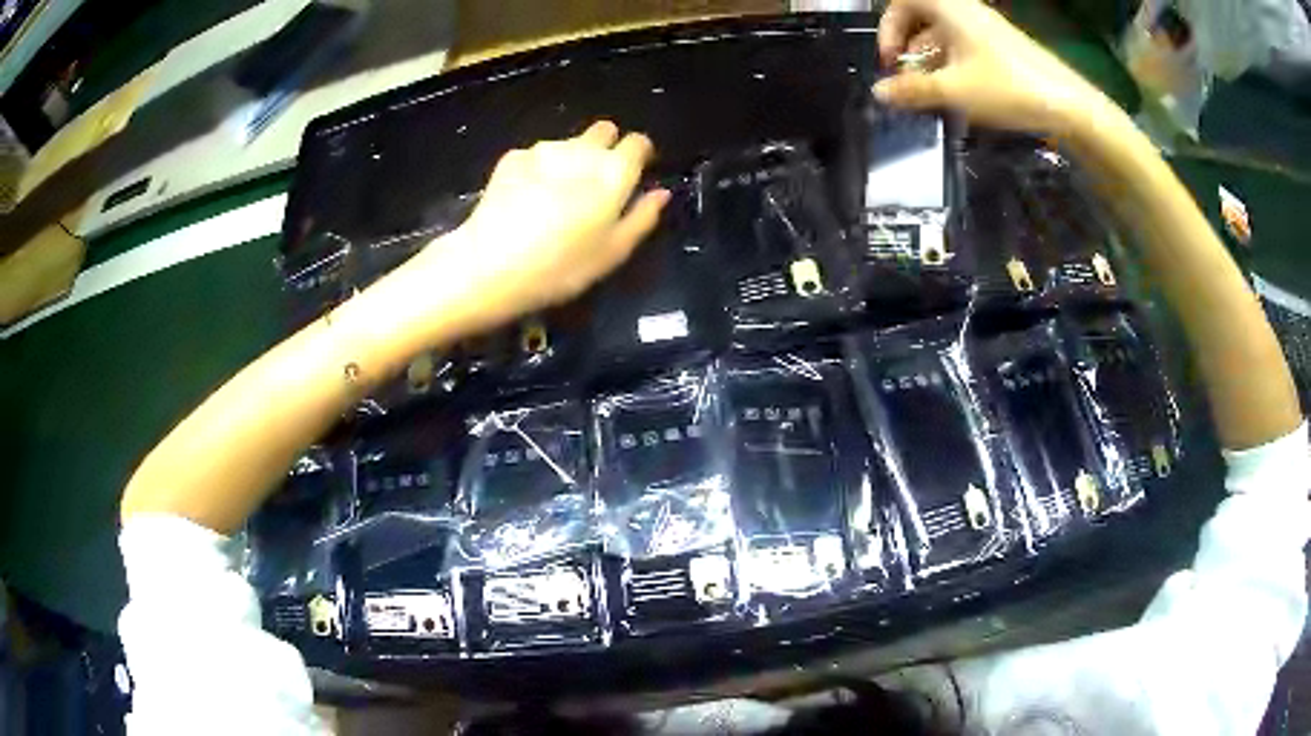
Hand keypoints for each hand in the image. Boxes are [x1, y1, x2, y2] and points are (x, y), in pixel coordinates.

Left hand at [407, 120, 668, 328]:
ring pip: (568, 143)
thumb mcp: (613, 253)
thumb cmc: (561, 266)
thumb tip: (661, 193)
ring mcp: (543, 150)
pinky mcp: (512, 157)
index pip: (638, 142)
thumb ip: (642, 217)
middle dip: (607, 147)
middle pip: (603, 131)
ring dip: (571, 158)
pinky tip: (526, 197)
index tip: (635, 172)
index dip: (640, 154)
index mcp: (613, 172)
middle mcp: (582, 150)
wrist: (490, 264)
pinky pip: (536, 156)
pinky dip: (538, 169)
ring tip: (556, 195)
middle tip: (596, 182)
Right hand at [874, 0, 1119, 138]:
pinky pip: (965, 47)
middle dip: (907, 44)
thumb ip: (913, 90)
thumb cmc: (1007, 87)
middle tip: (905, 77)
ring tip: (928, 91)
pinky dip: (952, 64)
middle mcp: (966, 12)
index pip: (904, 1)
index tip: (891, 59)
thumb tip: (879, 92)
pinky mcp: (1002, 49)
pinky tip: (955, 93)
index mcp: (950, 9)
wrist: (1067, 104)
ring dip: (929, 58)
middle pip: (922, 16)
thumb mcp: (954, 90)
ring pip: (944, 34)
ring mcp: (987, 30)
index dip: (889, 26)